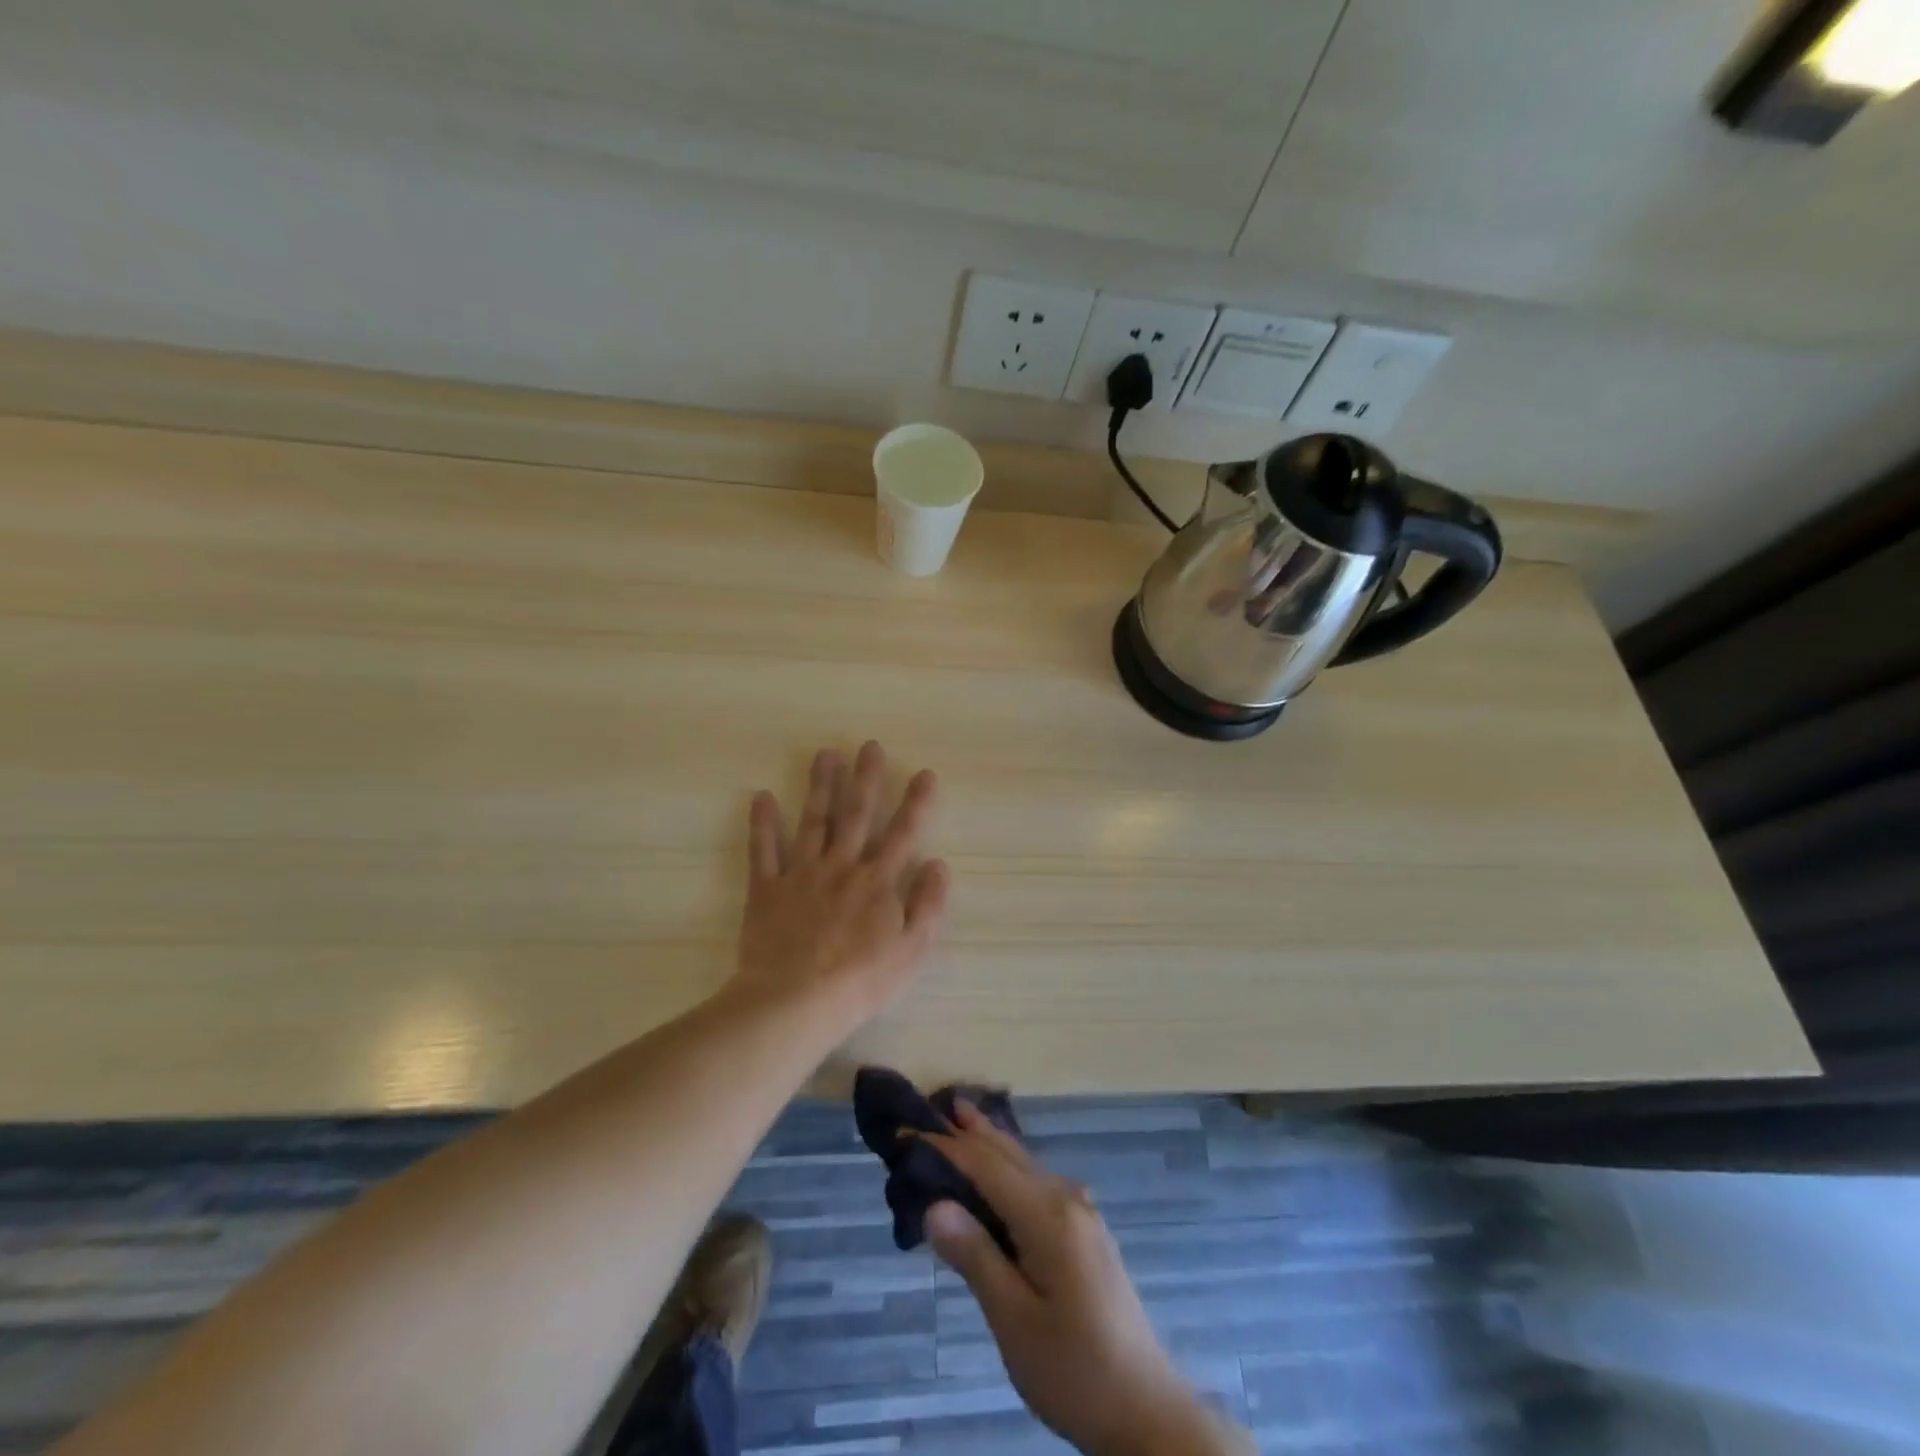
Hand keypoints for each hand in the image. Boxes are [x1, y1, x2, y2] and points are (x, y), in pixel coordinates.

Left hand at [731, 742, 949, 1024]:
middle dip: (866, 778)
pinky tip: (761, 797)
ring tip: (825, 754)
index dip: (917, 802)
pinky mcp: (767, 889)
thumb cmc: (861, 981)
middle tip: (869, 746)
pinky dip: (762, 824)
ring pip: (813, 821)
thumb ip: (928, 904)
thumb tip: (938, 864)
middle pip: (856, 814)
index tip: (925, 773)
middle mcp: (841, 866)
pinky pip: (763, 851)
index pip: (903, 833)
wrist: (796, 1001)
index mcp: (877, 881)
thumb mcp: (912, 950)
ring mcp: (802, 874)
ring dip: (820, 786)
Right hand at [923, 1105, 1236, 1455]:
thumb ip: (975, 1257)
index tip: (904, 1133)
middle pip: (1008, 1153)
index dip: (943, 1146)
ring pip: (1025, 1164)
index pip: (984, 1165)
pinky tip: (998, 1171)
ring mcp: (1081, 1212)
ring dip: (990, 1143)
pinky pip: (1037, 1182)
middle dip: (969, 1130)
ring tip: (959, 1119)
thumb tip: (934, 1205)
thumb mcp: (1014, 1321)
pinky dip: (1008, 1166)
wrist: (1146, 1410)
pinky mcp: (1085, 1230)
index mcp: (1047, 1215)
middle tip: (930, 1107)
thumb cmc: (1073, 1369)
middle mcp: (1066, 1198)